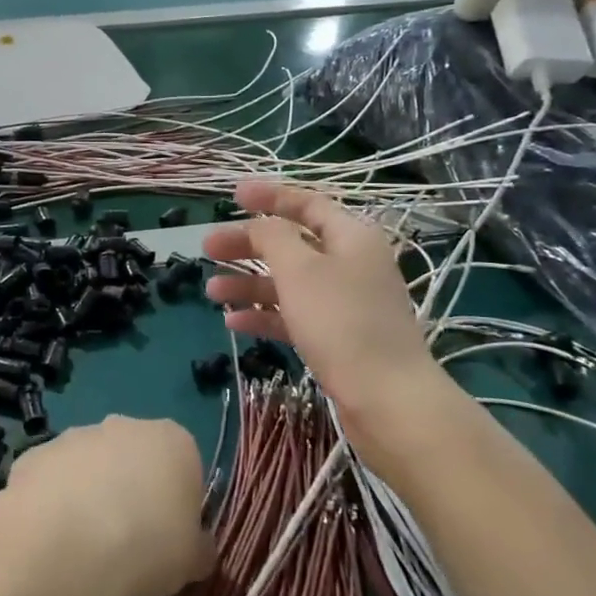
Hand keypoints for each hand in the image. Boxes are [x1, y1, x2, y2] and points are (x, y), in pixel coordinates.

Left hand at [3, 417, 214, 595]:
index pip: (185, 466)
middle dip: (132, 491)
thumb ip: (198, 549)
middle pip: (136, 458)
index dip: (178, 504)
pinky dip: (55, 502)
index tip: (170, 539)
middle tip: (129, 543)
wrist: (67, 539)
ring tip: (86, 546)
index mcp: (174, 442)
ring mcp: (78, 434)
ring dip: (91, 495)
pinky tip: (54, 538)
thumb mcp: (192, 561)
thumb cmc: (146, 544)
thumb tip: (197, 550)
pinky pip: (54, 479)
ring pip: (92, 466)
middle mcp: (126, 425)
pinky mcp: (38, 451)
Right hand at [201, 181, 454, 431]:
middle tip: (207, 249)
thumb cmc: (341, 322)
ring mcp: (345, 303)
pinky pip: (294, 315)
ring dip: (249, 282)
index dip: (270, 196)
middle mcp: (351, 264)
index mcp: (351, 237)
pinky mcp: (338, 338)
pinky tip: (234, 322)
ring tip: (211, 291)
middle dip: (248, 244)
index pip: (307, 203)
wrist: (387, 400)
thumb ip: (273, 237)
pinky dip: (264, 314)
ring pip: (289, 282)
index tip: (233, 196)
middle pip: (291, 244)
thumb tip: (259, 224)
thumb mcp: (300, 269)